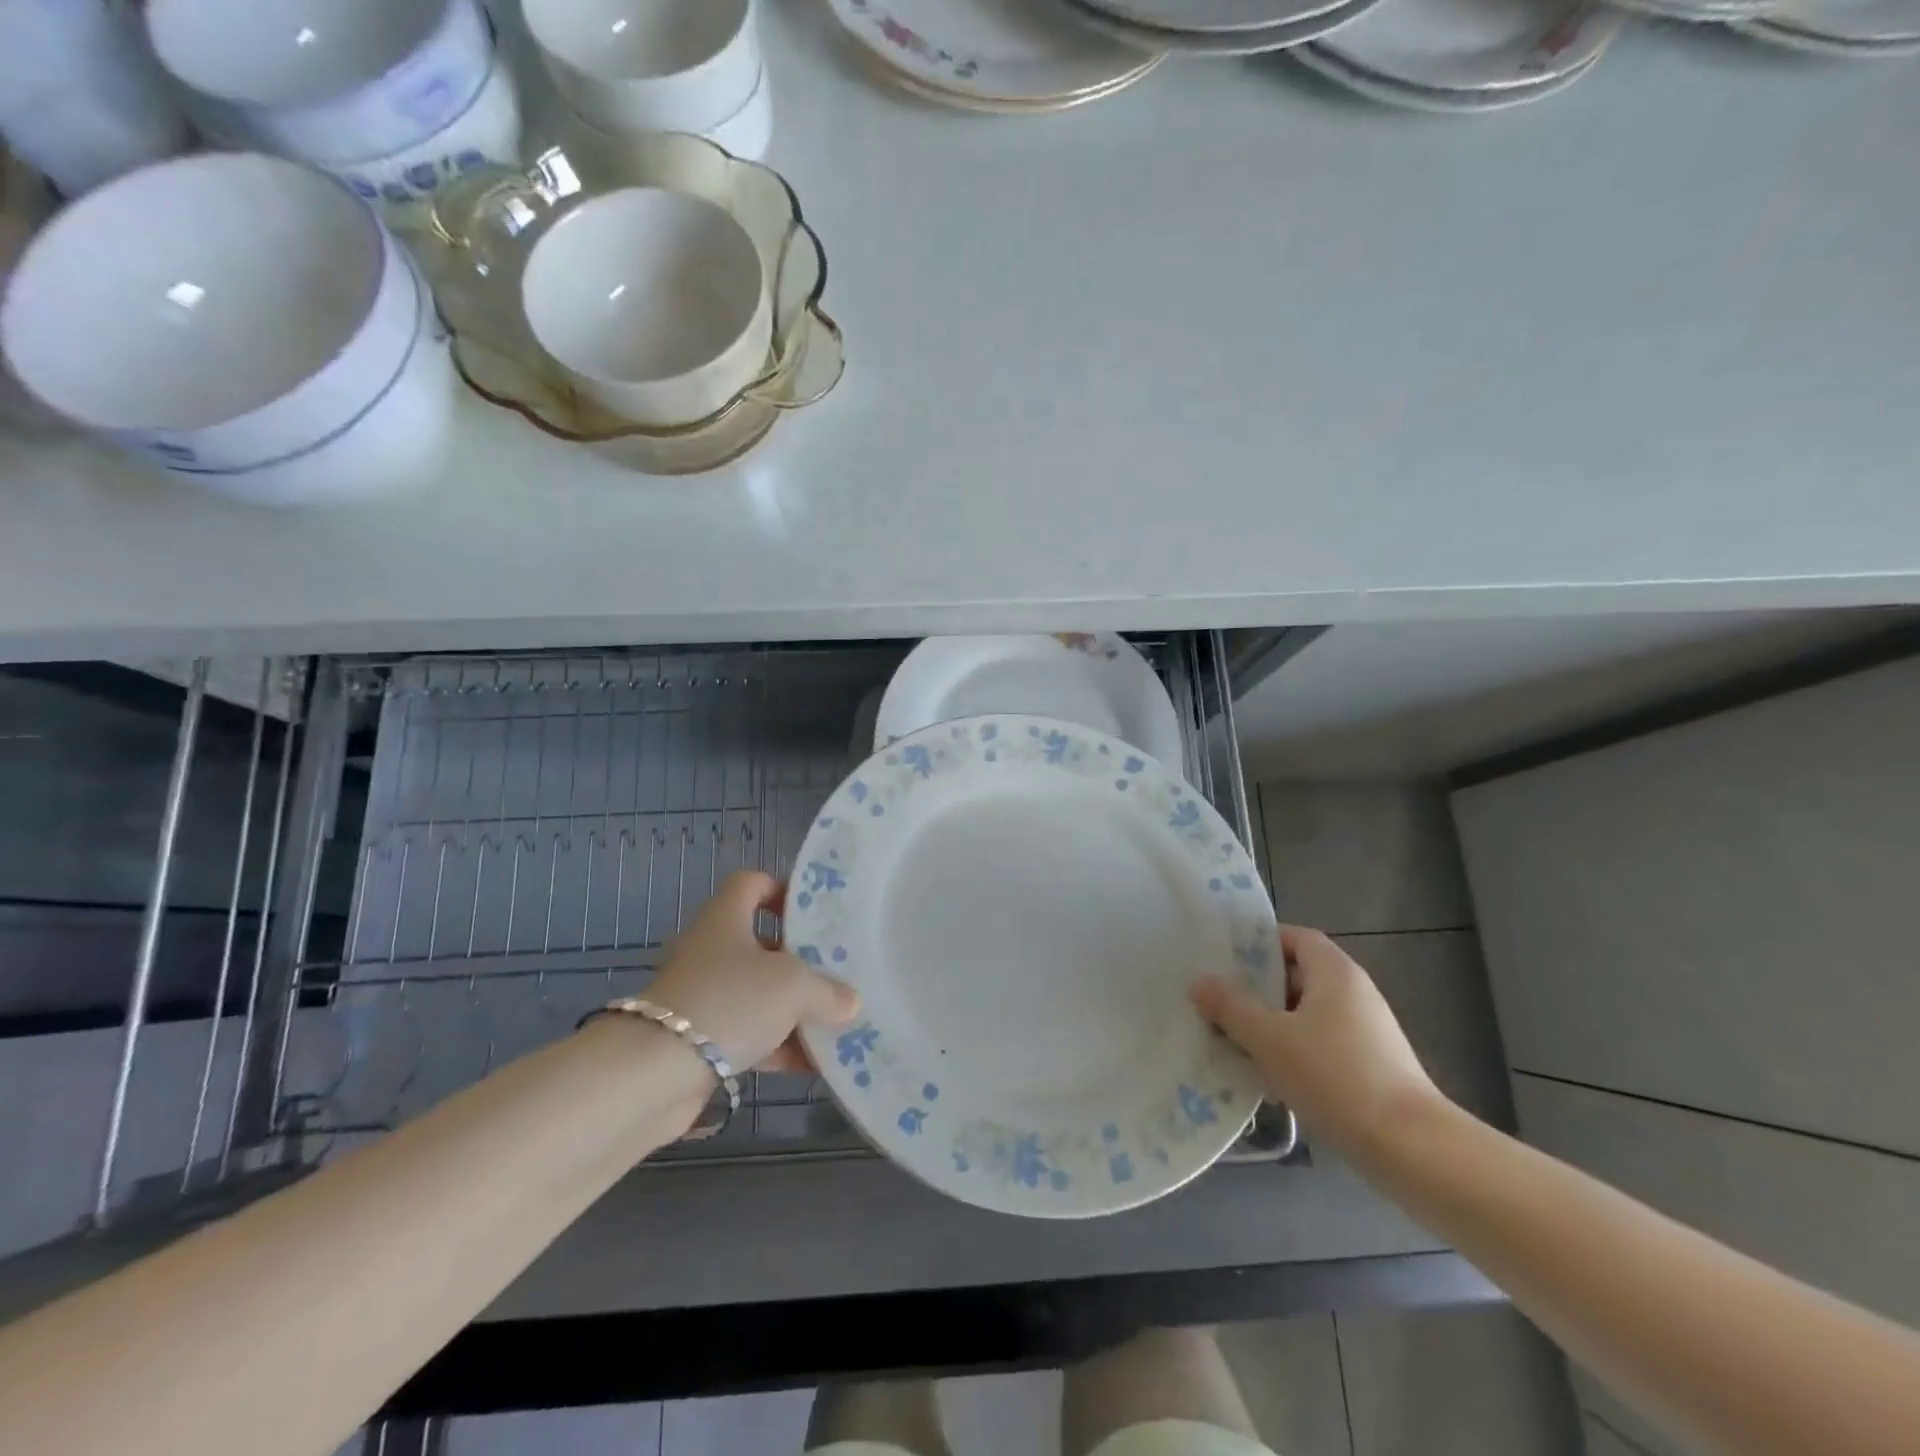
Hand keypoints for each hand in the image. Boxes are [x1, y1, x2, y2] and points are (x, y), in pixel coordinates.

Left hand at [645, 871, 859, 1073]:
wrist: (653, 1074)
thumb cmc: (729, 1002)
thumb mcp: (793, 987)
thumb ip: (828, 991)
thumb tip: (849, 1003)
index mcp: (726, 919)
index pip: (752, 884)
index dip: (783, 890)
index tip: (817, 914)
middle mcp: (712, 950)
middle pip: (763, 943)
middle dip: (802, 959)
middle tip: (840, 970)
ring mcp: (704, 996)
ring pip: (759, 992)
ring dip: (794, 1007)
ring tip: (837, 1021)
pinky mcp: (700, 1039)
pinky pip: (749, 1033)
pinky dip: (778, 1045)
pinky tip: (813, 1063)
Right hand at [1192, 925, 1445, 1156]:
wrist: (1411, 1150)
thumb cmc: (1337, 1076)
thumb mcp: (1271, 1039)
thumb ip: (1232, 1007)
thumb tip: (1199, 982)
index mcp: (1335, 973)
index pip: (1296, 938)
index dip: (1261, 942)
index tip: (1224, 955)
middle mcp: (1354, 994)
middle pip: (1298, 976)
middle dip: (1256, 987)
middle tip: (1215, 997)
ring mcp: (1364, 1033)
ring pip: (1305, 1015)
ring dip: (1269, 1023)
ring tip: (1227, 1036)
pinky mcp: (1368, 1068)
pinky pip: (1318, 1046)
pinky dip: (1290, 1051)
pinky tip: (1262, 1074)